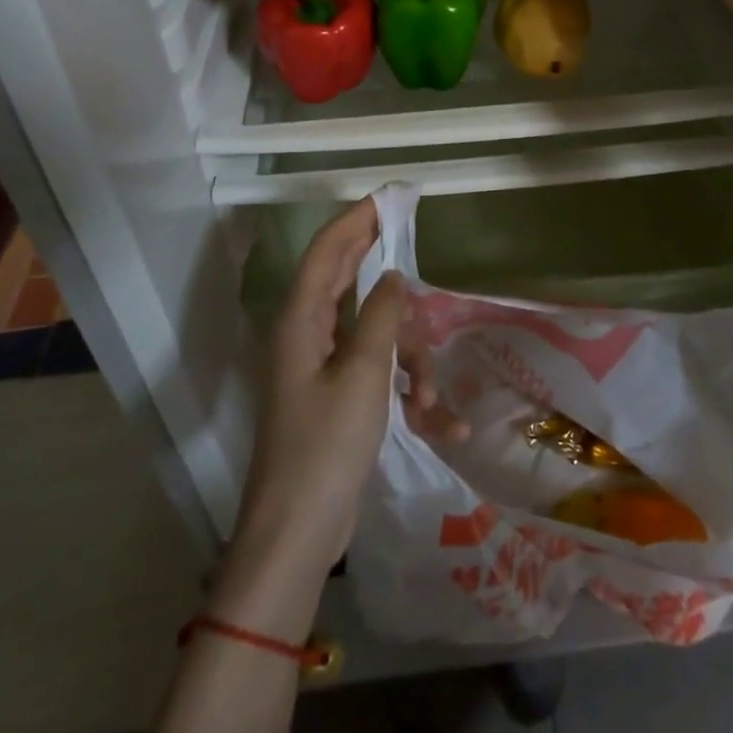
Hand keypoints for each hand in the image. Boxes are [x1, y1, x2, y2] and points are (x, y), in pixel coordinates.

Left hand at [233, 198, 463, 578]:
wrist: (296, 536)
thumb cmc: (326, 448)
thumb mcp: (363, 375)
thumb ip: (380, 317)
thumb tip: (395, 275)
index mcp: (301, 319)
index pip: (329, 249)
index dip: (358, 218)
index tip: (390, 196)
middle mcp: (306, 333)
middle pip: (345, 276)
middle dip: (380, 258)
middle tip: (411, 231)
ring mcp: (321, 366)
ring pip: (372, 330)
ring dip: (407, 353)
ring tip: (429, 397)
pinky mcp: (336, 397)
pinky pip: (375, 369)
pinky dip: (402, 384)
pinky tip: (436, 420)